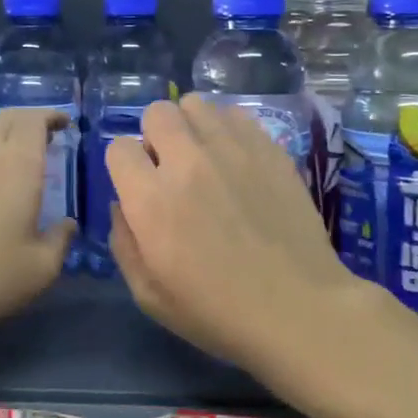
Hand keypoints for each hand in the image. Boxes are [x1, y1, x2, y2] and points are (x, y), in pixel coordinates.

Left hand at [0, 107, 74, 340]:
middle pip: (7, 118)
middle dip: (30, 119)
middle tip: (50, 135)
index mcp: (19, 166)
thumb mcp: (40, 267)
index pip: (34, 121)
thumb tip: (68, 225)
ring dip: (9, 135)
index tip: (66, 123)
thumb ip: (60, 241)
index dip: (51, 116)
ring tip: (28, 156)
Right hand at [107, 95, 368, 374]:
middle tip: (170, 167)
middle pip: (156, 112)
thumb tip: (120, 204)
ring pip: (196, 104)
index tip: (140, 187)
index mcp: (151, 200)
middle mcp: (187, 161)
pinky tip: (236, 160)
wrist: (298, 309)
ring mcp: (233, 149)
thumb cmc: (218, 313)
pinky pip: (235, 115)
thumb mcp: (149, 295)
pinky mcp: (269, 148)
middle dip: (154, 136)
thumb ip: (124, 242)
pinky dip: (227, 130)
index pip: (119, 148)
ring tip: (204, 157)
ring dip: (190, 127)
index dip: (125, 167)